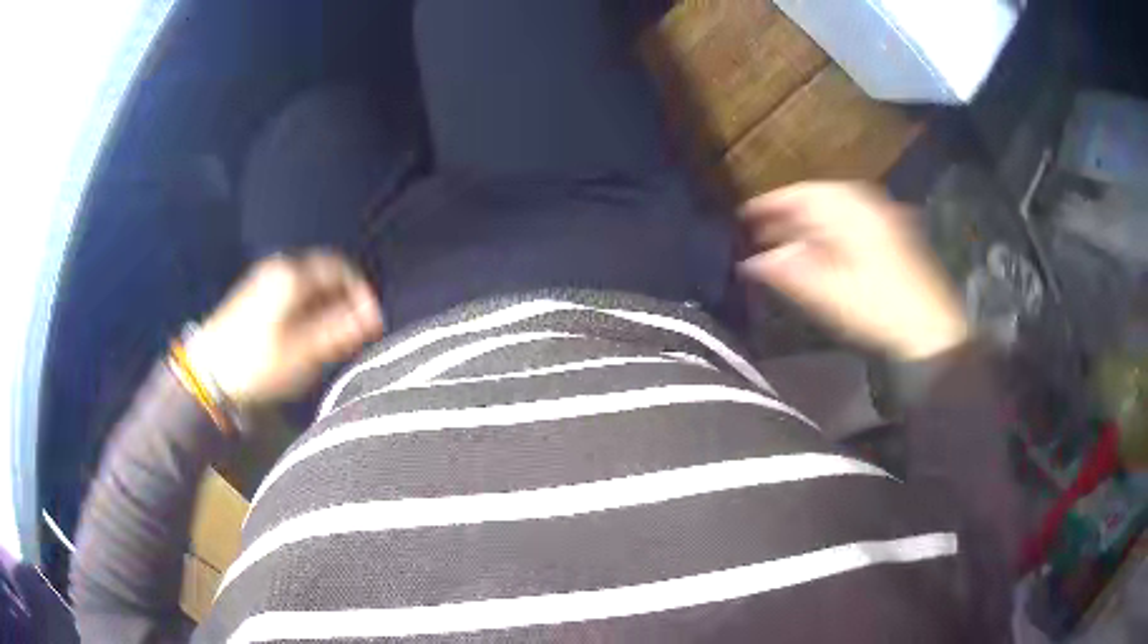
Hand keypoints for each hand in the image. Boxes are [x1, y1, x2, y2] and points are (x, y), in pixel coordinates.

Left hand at [185, 252, 383, 408]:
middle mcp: (279, 268)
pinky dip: (307, 309)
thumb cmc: (257, 363)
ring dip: (326, 307)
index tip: (371, 321)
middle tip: (353, 333)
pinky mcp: (253, 295)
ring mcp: (263, 280)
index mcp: (292, 275)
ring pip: (307, 285)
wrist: (207, 372)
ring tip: (332, 339)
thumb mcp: (302, 352)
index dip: (361, 292)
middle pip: (323, 275)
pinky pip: (291, 293)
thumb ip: (339, 330)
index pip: (339, 269)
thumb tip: (372, 317)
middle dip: (343, 301)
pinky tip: (306, 336)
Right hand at [738, 182, 968, 360]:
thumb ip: (789, 273)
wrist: (931, 329)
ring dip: (810, 221)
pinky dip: (831, 229)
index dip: (771, 203)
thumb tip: (750, 263)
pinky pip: (854, 220)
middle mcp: (868, 206)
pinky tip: (822, 248)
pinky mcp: (894, 235)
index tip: (745, 214)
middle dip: (789, 213)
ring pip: (838, 209)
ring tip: (788, 240)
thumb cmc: (879, 310)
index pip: (802, 195)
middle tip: (763, 231)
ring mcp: (884, 219)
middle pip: (820, 198)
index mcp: (851, 212)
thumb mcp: (829, 294)